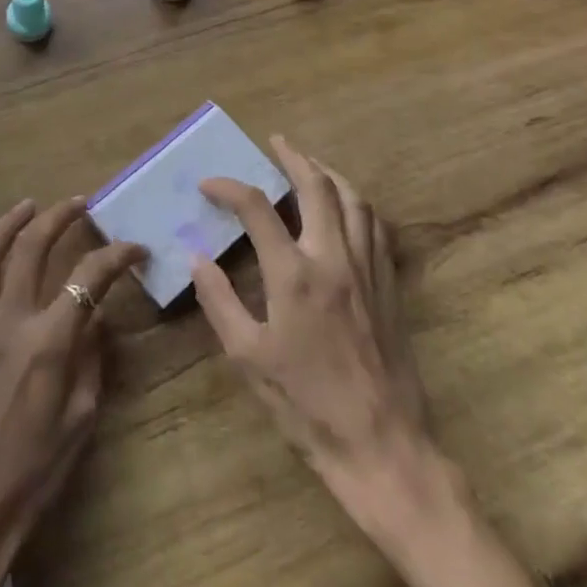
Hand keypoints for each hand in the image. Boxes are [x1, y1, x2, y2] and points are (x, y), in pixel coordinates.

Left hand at [0, 198, 145, 586]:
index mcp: (47, 342)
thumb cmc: (33, 479)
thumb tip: (95, 316)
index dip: (116, 256)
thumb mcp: (80, 420)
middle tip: (77, 203)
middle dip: (57, 219)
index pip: (88, 279)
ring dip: (3, 227)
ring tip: (26, 206)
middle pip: (30, 251)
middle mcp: (7, 325)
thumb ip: (90, 359)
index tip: (135, 248)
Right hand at [191, 137, 430, 490]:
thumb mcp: (248, 357)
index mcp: (293, 274)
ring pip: (354, 199)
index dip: (229, 187)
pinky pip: (377, 226)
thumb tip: (197, 258)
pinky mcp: (390, 284)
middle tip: (276, 142)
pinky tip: (348, 208)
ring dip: (329, 173)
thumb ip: (219, 301)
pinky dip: (358, 204)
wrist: (381, 445)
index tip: (209, 185)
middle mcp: (333, 257)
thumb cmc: (306, 404)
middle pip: (317, 186)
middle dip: (293, 157)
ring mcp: (368, 268)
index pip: (257, 207)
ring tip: (311, 165)